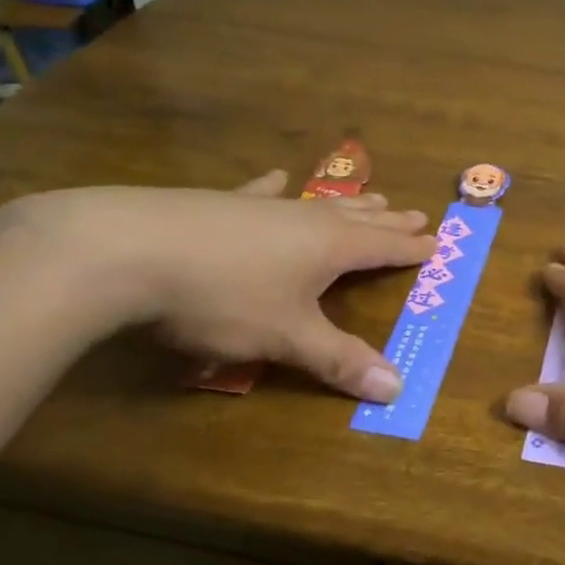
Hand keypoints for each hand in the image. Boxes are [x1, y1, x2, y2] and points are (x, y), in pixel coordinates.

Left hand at [32, 171, 436, 400]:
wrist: (127, 250)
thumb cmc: (222, 298)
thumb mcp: (285, 337)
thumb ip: (338, 360)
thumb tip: (397, 388)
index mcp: (329, 248)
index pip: (383, 247)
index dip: (410, 247)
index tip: (436, 241)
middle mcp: (303, 220)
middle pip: (357, 220)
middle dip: (387, 221)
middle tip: (414, 213)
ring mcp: (260, 207)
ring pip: (316, 204)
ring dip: (346, 205)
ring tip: (369, 197)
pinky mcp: (218, 203)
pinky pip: (258, 193)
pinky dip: (273, 187)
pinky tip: (277, 176)